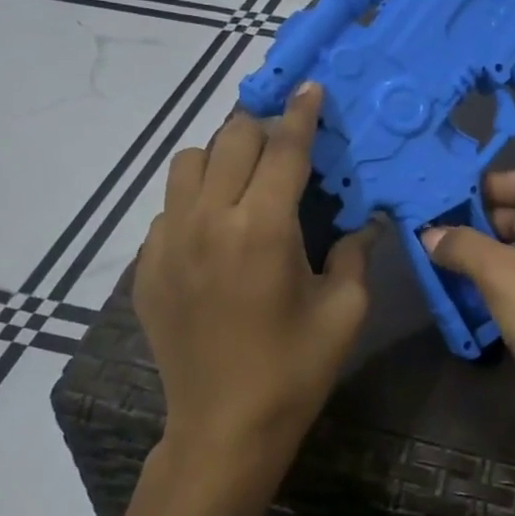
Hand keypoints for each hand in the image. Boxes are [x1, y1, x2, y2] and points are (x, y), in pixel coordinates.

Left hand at [134, 82, 374, 450]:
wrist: (224, 427)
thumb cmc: (296, 368)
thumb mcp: (345, 309)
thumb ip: (356, 252)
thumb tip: (367, 220)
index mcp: (263, 229)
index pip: (283, 149)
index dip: (301, 113)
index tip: (311, 87)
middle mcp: (209, 221)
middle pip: (231, 139)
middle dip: (264, 128)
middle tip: (288, 142)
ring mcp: (168, 242)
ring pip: (188, 162)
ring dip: (222, 155)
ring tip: (247, 179)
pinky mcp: (147, 265)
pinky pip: (169, 205)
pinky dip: (196, 197)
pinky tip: (218, 229)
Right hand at [421, 169, 514, 453]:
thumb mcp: (504, 277)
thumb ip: (465, 247)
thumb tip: (430, 233)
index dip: (490, 183)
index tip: (449, 194)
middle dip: (482, 219)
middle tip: (437, 227)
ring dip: (487, 250)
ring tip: (444, 257)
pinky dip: (500, 276)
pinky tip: (468, 288)